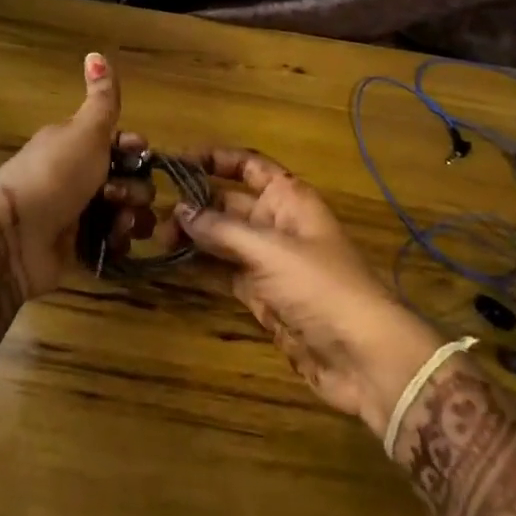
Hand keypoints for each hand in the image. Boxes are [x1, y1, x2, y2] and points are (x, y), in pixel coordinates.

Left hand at [0, 53, 154, 299]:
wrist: (14, 238)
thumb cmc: (54, 176)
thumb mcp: (84, 132)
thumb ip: (102, 100)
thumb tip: (96, 53)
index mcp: (75, 145)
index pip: (119, 143)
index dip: (135, 148)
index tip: (140, 153)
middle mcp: (78, 177)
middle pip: (127, 179)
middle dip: (136, 188)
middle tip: (119, 195)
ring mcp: (78, 214)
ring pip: (125, 212)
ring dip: (132, 217)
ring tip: (121, 224)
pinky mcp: (78, 248)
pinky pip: (112, 242)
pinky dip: (118, 242)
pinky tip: (114, 242)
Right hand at [175, 149, 443, 437]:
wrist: (362, 356)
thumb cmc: (320, 287)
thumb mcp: (269, 250)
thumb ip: (222, 229)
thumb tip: (179, 208)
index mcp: (288, 197)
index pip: (247, 165)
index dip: (214, 159)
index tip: (174, 160)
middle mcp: (276, 222)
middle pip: (229, 201)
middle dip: (195, 203)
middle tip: (153, 213)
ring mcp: (268, 260)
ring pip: (223, 238)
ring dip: (193, 235)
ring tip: (156, 238)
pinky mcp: (261, 294)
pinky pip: (224, 271)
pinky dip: (200, 266)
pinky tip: (172, 263)